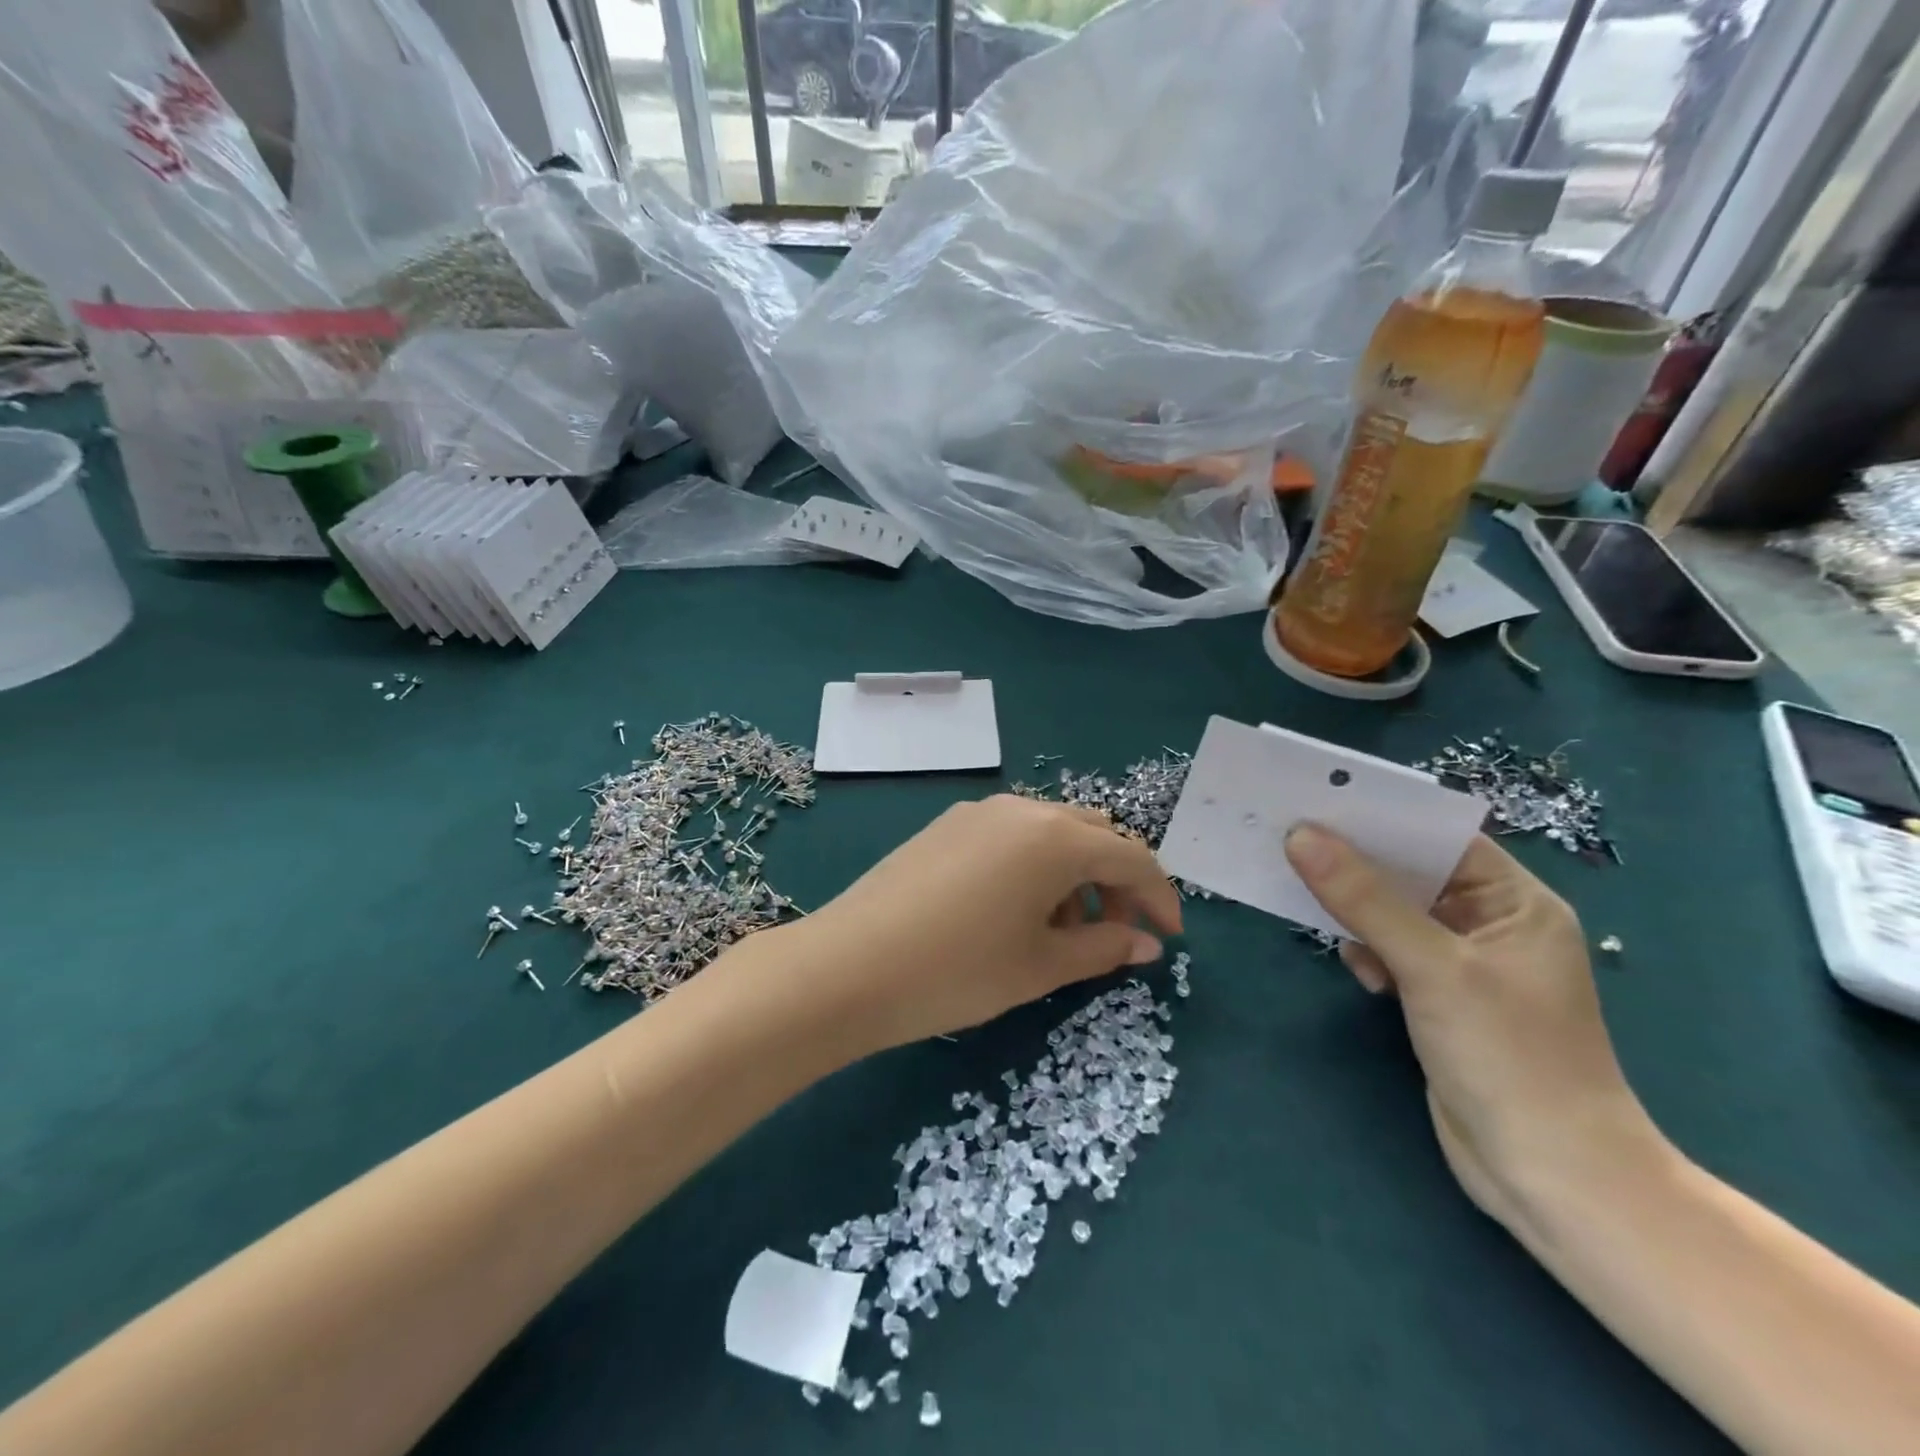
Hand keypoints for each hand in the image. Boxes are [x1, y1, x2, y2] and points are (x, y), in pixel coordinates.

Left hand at [787, 795, 1182, 1054]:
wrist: (849, 965)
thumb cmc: (959, 971)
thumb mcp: (1040, 966)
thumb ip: (1102, 948)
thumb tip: (1145, 944)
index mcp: (1055, 837)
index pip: (1132, 857)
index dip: (1159, 898)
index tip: (1169, 939)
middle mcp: (1021, 810)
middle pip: (1093, 834)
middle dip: (1115, 881)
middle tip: (1114, 934)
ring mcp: (978, 813)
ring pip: (1050, 833)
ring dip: (1073, 874)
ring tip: (1061, 932)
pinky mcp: (946, 826)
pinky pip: (1011, 836)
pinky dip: (1034, 866)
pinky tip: (1014, 911)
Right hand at [1285, 825, 1665, 1234]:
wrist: (1550, 1178)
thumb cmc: (1510, 1058)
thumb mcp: (1433, 968)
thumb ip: (1364, 899)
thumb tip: (1301, 836)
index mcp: (1515, 903)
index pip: (1441, 837)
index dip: (1381, 816)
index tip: (1316, 799)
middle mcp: (1492, 924)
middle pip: (1412, 873)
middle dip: (1356, 862)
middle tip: (1291, 840)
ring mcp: (1466, 964)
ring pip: (1395, 912)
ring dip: (1356, 908)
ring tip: (1309, 900)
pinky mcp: (1441, 999)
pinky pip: (1392, 950)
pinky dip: (1368, 950)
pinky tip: (1359, 971)